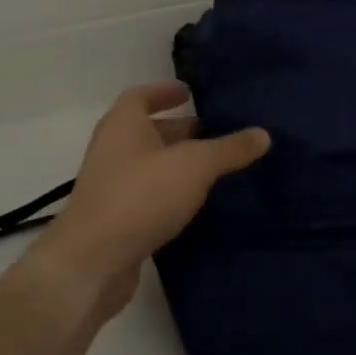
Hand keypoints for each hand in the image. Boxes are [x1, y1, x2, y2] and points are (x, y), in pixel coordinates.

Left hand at [30, 83, 268, 320]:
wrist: (92, 262)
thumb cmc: (141, 196)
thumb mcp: (195, 166)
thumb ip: (229, 149)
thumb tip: (264, 133)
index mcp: (123, 124)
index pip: (141, 95)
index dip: (164, 91)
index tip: (190, 94)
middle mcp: (112, 148)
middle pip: (146, 130)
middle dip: (179, 130)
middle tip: (215, 134)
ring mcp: (109, 185)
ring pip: (147, 164)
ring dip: (175, 163)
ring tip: (212, 169)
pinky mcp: (113, 219)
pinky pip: (145, 194)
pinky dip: (167, 192)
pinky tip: (192, 204)